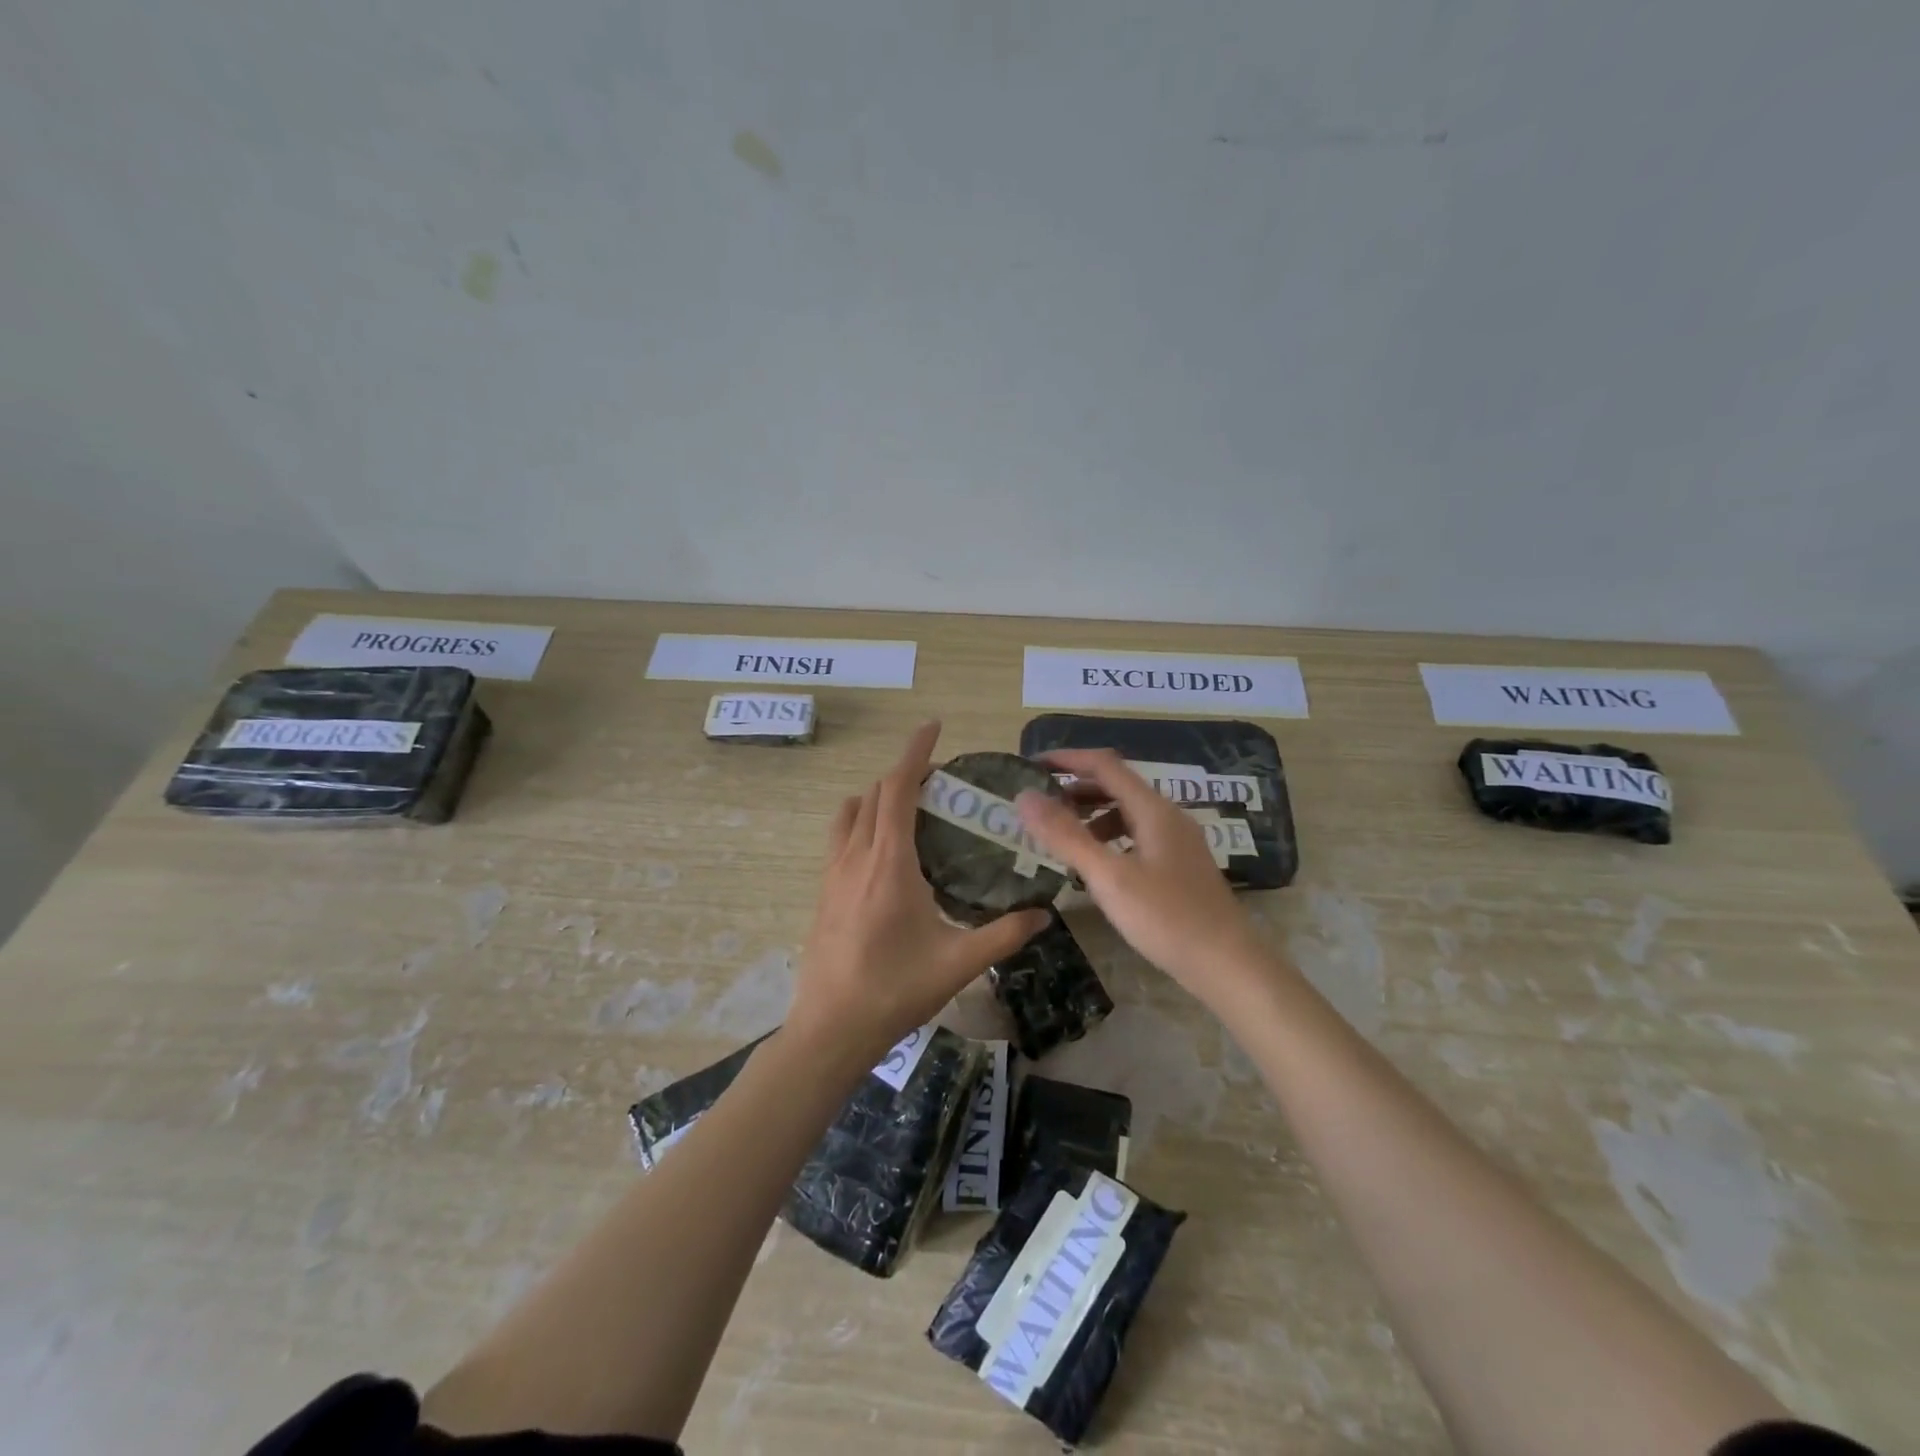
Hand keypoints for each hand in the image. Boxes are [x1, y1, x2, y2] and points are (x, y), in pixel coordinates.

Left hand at [790, 722, 1051, 1066]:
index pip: (898, 789)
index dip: (915, 753)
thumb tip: (1044, 914)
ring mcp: (832, 874)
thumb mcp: (958, 963)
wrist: (830, 1030)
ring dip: (877, 797)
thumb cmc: (894, 990)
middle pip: (874, 794)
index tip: (932, 727)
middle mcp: (855, 857)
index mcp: (888, 863)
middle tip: (939, 779)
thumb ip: (1004, 935)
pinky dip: (862, 823)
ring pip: (851, 813)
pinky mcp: (823, 892)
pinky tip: (885, 855)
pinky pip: (841, 838)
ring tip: (911, 809)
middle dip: (903, 773)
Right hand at [1016, 749, 1261, 1004]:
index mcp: (1153, 810)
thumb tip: (1024, 796)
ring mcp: (1178, 842)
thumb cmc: (1166, 918)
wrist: (1228, 966)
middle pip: (1116, 786)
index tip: (1031, 766)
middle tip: (1038, 805)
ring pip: (1127, 813)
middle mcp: (1168, 817)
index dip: (1066, 759)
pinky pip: (1137, 836)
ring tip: (1060, 837)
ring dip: (1091, 815)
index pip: (1104, 765)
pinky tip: (1095, 866)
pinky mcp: (1180, 866)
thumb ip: (1066, 835)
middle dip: (1075, 789)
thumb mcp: (1109, 877)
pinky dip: (1109, 839)